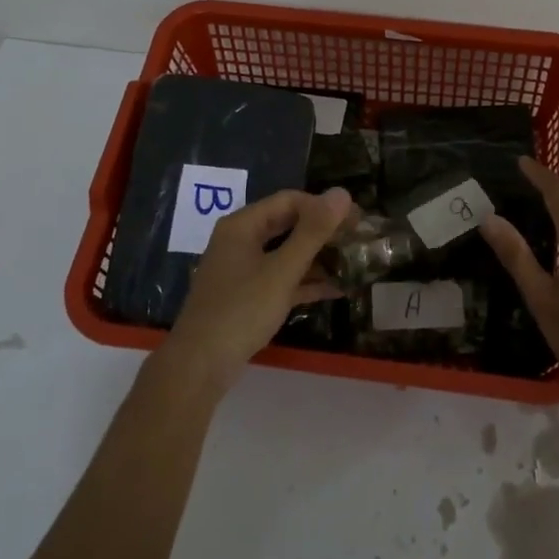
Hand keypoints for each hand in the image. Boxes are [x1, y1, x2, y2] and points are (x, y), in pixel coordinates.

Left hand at [161, 187, 353, 390]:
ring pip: (286, 253)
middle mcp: (240, 241)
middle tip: (358, 238)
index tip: (356, 219)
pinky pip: (281, 278)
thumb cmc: (241, 310)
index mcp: (242, 226)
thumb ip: (313, 232)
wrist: (200, 365)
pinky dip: (306, 281)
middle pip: (288, 224)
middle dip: (323, 231)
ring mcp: (242, 270)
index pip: (289, 200)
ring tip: (353, 262)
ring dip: (318, 257)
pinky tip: (336, 289)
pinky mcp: (248, 296)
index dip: (323, 206)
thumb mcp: (282, 271)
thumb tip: (342, 193)